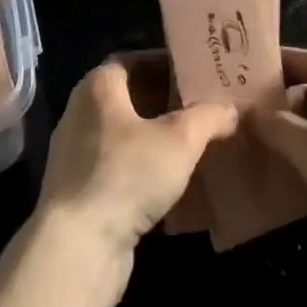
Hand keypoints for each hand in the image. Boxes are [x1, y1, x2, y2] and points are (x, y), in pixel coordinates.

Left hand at [36, 53, 237, 268]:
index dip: (167, 64)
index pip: (135, 60)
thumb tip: (231, 109)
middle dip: (166, 101)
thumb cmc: (126, 175)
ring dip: (155, 137)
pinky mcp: (78, 190)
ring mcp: (75, 153)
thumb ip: (208, 118)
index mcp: (98, 86)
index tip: (197, 73)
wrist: (77, 247)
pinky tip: (170, 182)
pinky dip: (142, 167)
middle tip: (203, 107)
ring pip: (124, 134)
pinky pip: (117, 165)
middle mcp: (81, 112)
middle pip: (130, 96)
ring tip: (194, 143)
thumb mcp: (180, 141)